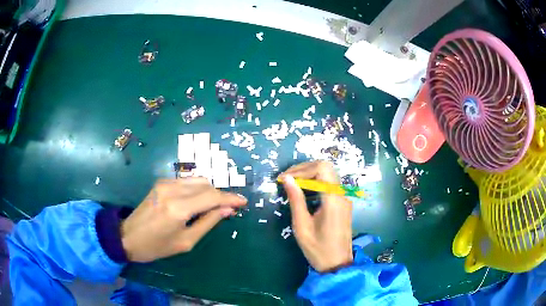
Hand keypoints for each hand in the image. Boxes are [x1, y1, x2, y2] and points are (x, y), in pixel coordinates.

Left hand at [120, 178, 246, 261]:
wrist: (128, 237)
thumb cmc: (157, 246)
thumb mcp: (186, 241)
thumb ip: (208, 223)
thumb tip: (227, 210)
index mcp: (179, 208)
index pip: (212, 196)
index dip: (230, 198)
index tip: (243, 202)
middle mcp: (172, 189)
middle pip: (206, 184)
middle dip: (220, 195)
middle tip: (227, 209)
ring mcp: (165, 183)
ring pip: (197, 180)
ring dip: (209, 191)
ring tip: (213, 207)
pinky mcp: (161, 182)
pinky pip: (187, 182)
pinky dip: (197, 189)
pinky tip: (197, 202)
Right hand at [279, 161, 352, 272]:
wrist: (337, 264)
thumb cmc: (317, 249)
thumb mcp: (302, 226)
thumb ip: (296, 200)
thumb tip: (287, 179)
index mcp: (333, 200)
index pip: (321, 168)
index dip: (301, 169)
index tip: (284, 179)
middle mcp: (342, 195)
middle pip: (325, 168)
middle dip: (304, 170)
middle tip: (286, 180)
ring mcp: (344, 199)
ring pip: (328, 175)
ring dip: (309, 175)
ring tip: (291, 184)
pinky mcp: (343, 203)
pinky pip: (330, 185)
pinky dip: (316, 183)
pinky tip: (303, 192)